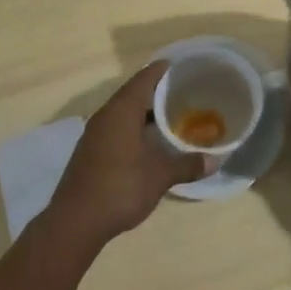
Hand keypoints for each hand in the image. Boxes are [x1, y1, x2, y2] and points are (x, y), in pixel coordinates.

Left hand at [45, 62, 212, 248]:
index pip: (144, 78)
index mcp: (121, 111)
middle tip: (185, 92)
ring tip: (172, 115)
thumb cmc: (120, 188)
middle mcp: (106, 116)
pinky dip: (134, 127)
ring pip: (124, 112)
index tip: (184, 66)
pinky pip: (116, 128)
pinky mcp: (91, 152)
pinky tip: (150, 141)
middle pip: (134, 93)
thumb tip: (215, 160)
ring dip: (145, 112)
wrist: (75, 223)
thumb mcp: (160, 175)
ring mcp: (95, 135)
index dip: (163, 70)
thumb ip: (188, 165)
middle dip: (158, 91)